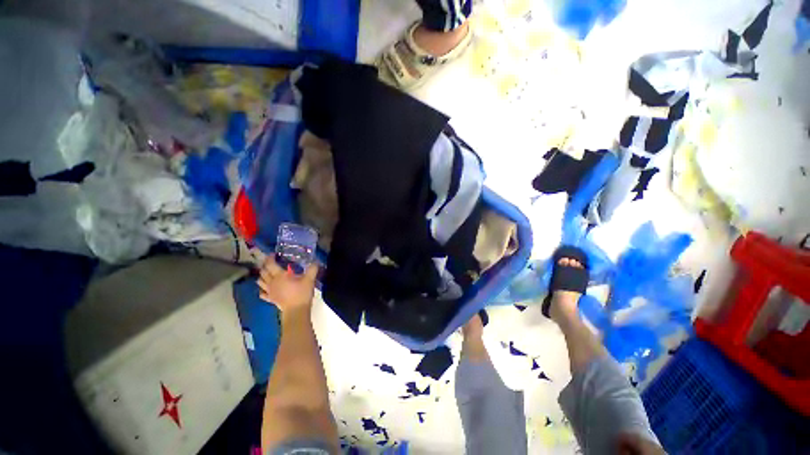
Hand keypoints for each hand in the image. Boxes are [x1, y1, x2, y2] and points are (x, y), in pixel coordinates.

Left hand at [258, 257, 317, 313]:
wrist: (296, 310)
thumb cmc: (301, 293)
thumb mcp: (310, 279)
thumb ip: (312, 269)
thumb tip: (315, 262)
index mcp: (280, 276)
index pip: (270, 264)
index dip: (269, 258)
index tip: (273, 254)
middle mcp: (271, 282)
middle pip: (263, 272)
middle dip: (265, 266)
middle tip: (271, 263)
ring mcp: (269, 291)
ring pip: (260, 282)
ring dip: (262, 276)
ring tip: (267, 273)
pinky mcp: (270, 299)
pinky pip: (262, 293)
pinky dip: (262, 289)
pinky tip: (266, 288)